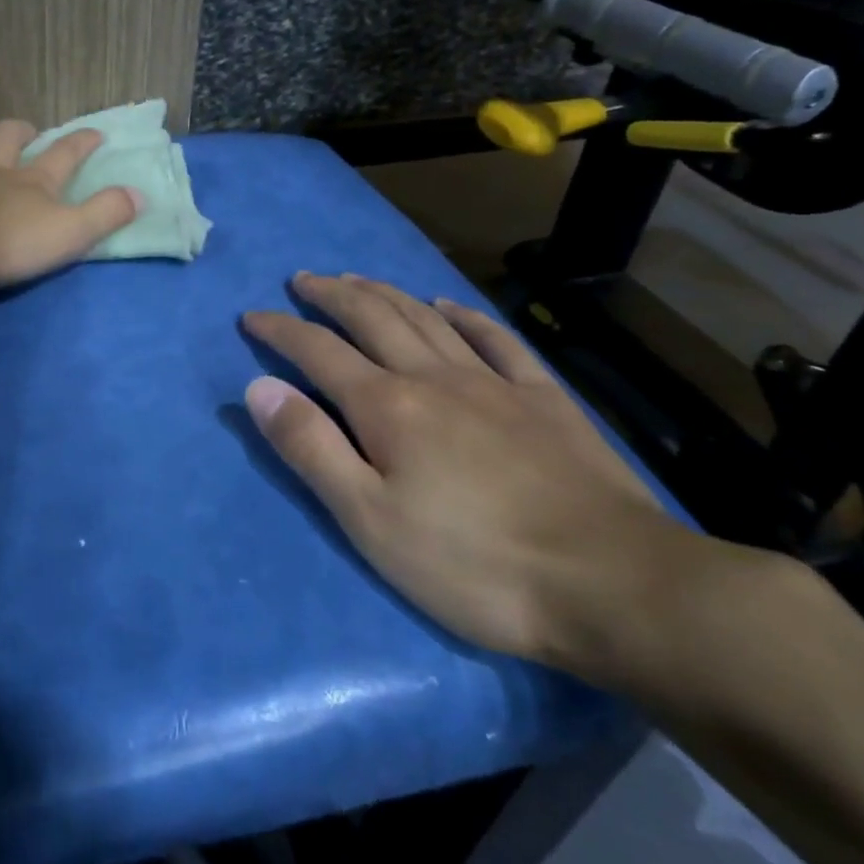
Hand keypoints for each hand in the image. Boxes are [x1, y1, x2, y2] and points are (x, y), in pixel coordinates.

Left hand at [0, 119, 140, 290]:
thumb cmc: (2, 244)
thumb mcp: (67, 235)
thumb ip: (104, 214)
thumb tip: (140, 193)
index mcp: (31, 182)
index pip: (65, 155)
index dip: (83, 142)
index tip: (97, 131)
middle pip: (9, 137)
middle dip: (21, 131)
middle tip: (27, 132)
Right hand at [243, 273, 703, 677]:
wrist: (612, 584)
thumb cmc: (473, 563)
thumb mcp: (369, 519)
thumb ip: (310, 448)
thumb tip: (259, 388)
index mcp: (386, 406)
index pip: (317, 351)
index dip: (280, 330)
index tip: (252, 317)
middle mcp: (433, 377)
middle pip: (372, 318)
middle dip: (330, 295)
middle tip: (303, 280)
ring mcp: (493, 383)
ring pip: (426, 318)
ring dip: (385, 293)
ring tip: (357, 279)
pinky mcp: (543, 399)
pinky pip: (496, 340)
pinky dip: (465, 316)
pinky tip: (449, 306)